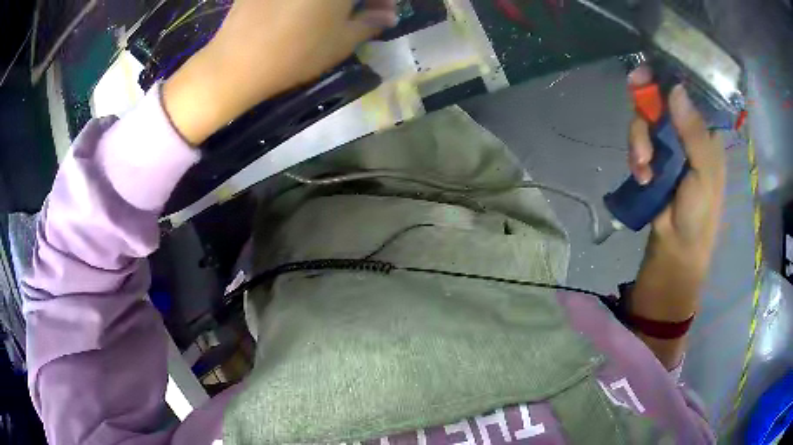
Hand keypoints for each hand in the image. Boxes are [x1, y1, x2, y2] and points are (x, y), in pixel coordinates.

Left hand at [163, 0, 397, 144]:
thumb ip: (370, 23)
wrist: (236, 63)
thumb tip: (387, 15)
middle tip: (361, 12)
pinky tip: (304, 9)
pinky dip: (307, 0)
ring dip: (335, 0)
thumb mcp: (342, 42)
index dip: (381, 0)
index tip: (383, 11)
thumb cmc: (296, 53)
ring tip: (333, 13)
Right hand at [628, 66, 724, 284]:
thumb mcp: (704, 173)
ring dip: (639, 138)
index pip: (689, 93)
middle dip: (647, 103)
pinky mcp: (651, 158)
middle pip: (662, 99)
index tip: (653, 68)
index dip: (671, 77)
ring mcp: (667, 145)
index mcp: (705, 133)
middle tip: (634, 93)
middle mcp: (686, 132)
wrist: (676, 248)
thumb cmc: (700, 213)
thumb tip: (676, 89)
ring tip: (643, 165)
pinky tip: (641, 175)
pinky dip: (635, 155)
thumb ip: (693, 133)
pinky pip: (637, 141)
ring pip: (645, 119)